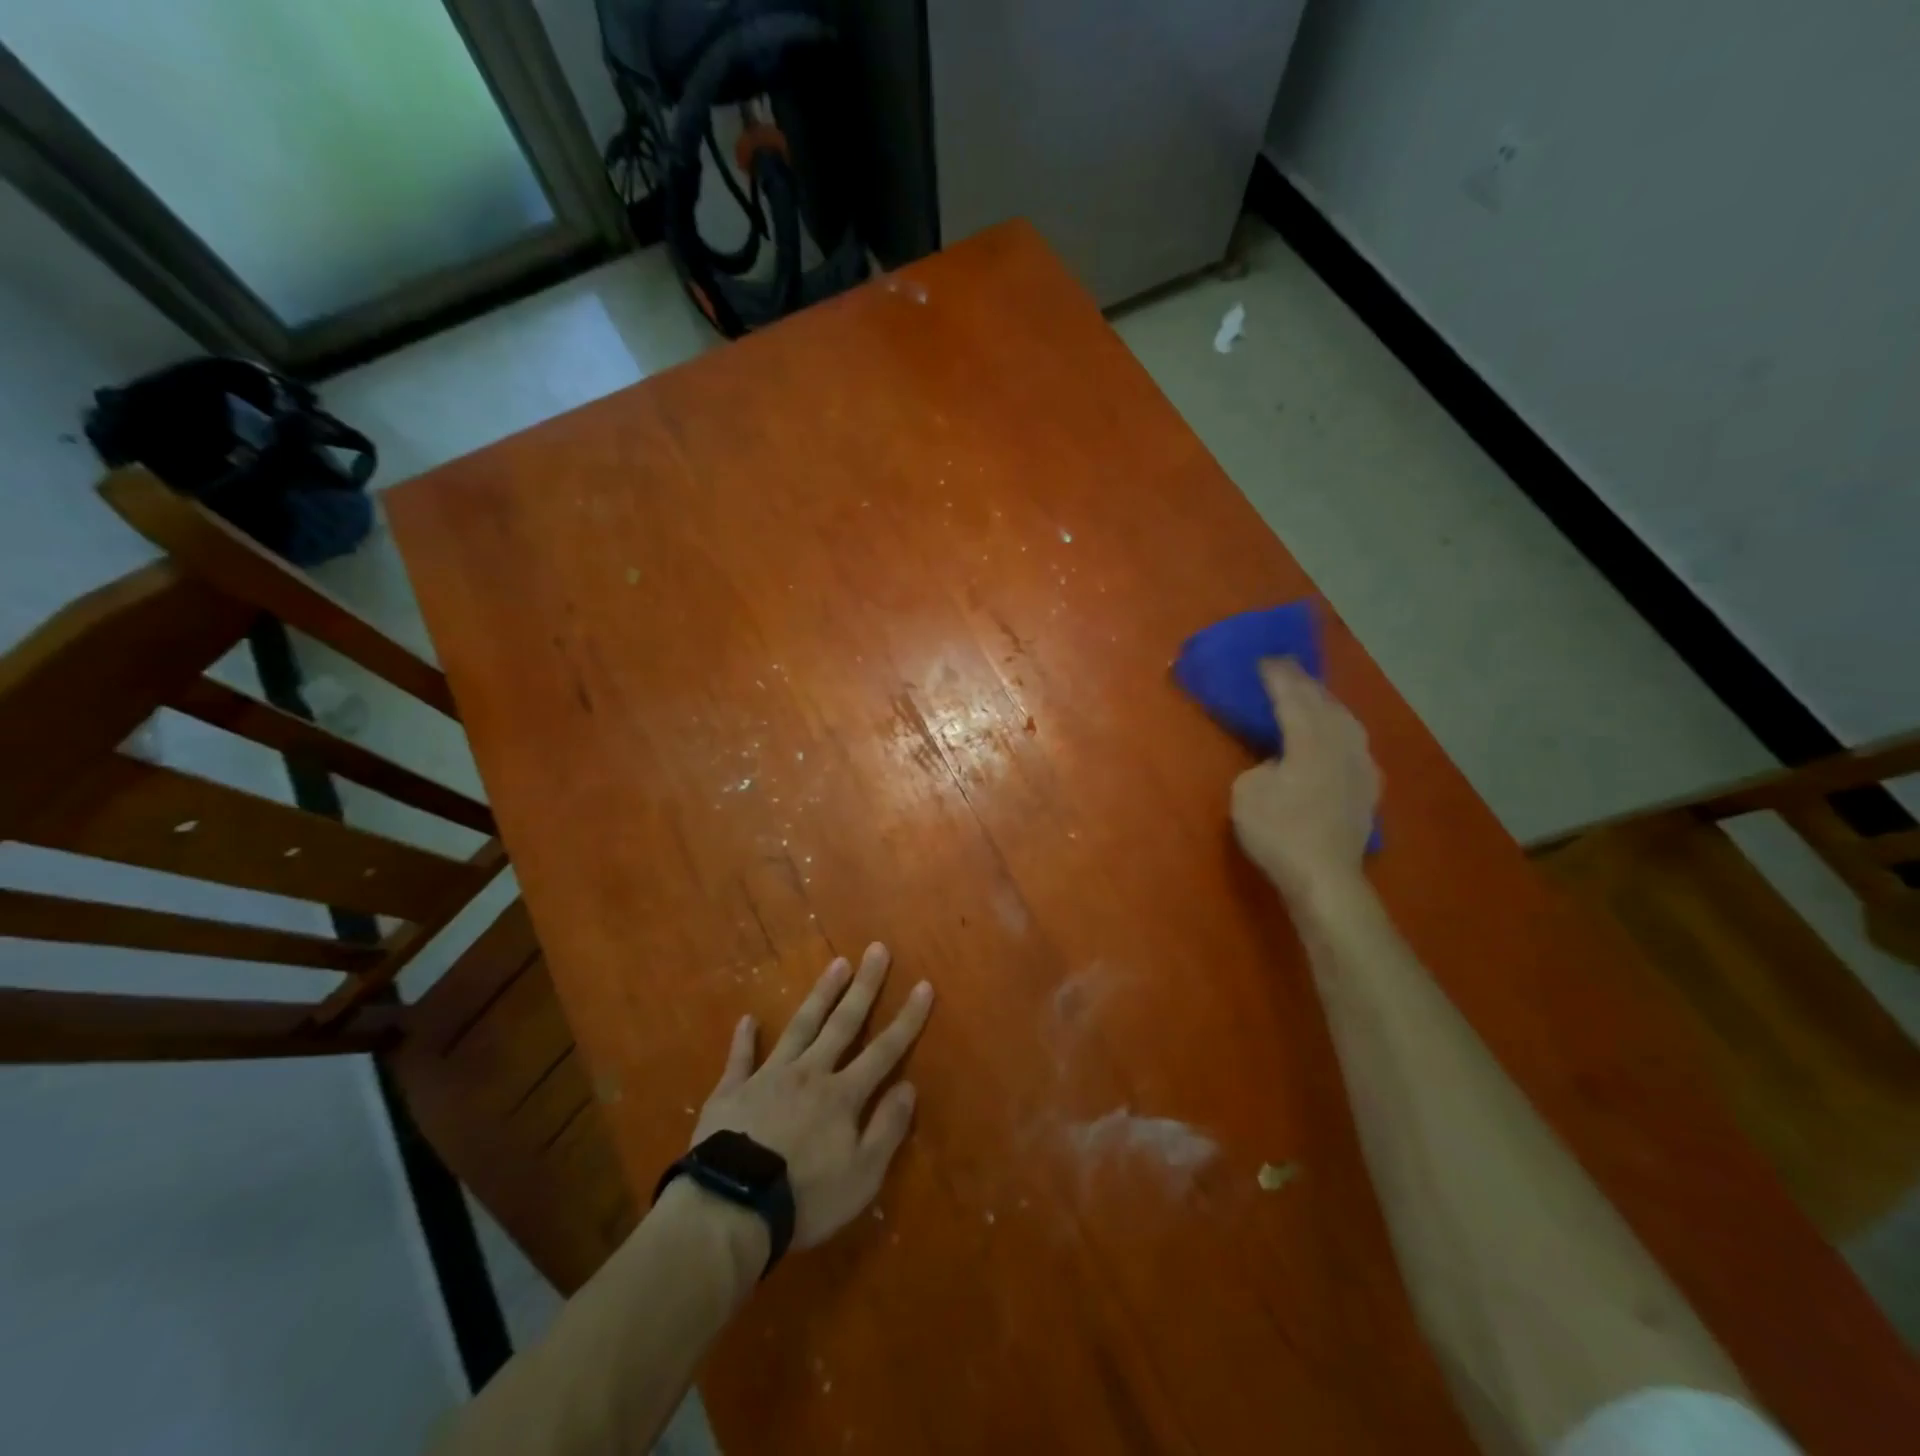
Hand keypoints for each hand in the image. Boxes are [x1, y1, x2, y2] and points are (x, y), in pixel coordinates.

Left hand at [692, 944, 933, 1249]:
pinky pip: (740, 1058)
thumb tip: (909, 1085)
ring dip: (820, 995)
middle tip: (876, 949)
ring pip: (800, 1026)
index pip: (885, 1050)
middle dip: (864, 986)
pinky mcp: (732, 1091)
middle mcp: (810, 1073)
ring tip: (837, 963)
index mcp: (843, 1095)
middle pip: (843, 1023)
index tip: (923, 984)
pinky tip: (748, 1019)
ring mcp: (769, 1077)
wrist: (730, 1208)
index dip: (907, 1018)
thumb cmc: (804, 1198)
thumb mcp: (862, 1176)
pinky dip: (745, 1039)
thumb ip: (887, 1128)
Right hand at [1231, 658, 1378, 902]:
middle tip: (1285, 667)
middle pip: (1324, 702)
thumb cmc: (1278, 832)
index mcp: (1310, 739)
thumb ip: (1263, 764)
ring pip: (1346, 720)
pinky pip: (1354, 742)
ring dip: (1326, 702)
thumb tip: (1279, 761)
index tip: (1264, 658)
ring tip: (1312, 693)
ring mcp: (1361, 765)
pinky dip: (1340, 728)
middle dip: (1303, 683)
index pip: (1292, 697)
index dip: (1277, 676)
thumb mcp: (1247, 792)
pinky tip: (1337, 733)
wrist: (1325, 877)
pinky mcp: (1368, 787)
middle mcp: (1341, 743)